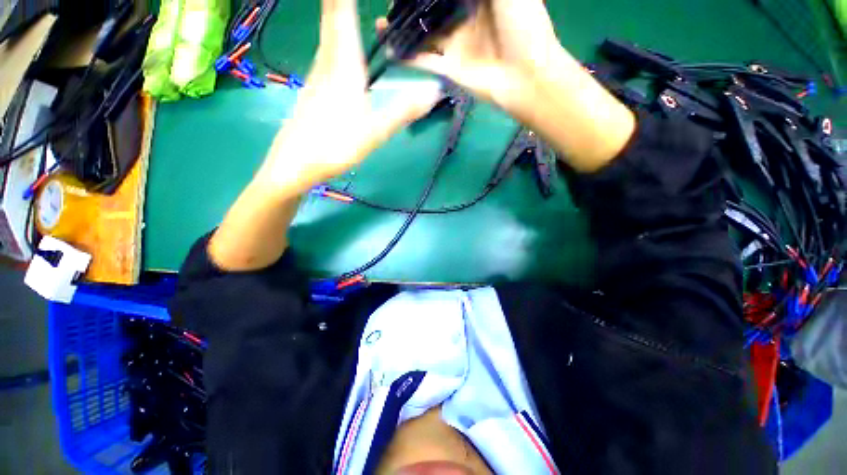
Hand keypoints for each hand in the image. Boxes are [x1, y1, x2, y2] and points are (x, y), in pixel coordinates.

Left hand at [259, 0, 441, 195]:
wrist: (296, 163)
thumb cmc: (335, 145)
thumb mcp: (375, 132)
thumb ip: (404, 110)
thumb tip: (435, 90)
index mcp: (343, 64)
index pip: (341, 10)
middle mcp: (327, 60)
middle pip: (331, 14)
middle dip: (340, 1)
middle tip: (358, 1)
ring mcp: (317, 73)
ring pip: (327, 30)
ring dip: (337, 11)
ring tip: (348, 7)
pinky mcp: (314, 87)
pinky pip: (326, 49)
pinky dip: (335, 33)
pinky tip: (340, 41)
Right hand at [381, 0, 564, 114]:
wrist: (525, 76)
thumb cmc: (523, 25)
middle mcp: (464, 18)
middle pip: (432, 8)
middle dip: (410, 5)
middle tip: (390, 4)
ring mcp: (455, 45)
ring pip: (424, 33)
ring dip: (403, 29)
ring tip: (382, 24)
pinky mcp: (450, 69)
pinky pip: (424, 61)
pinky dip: (408, 57)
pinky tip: (389, 50)